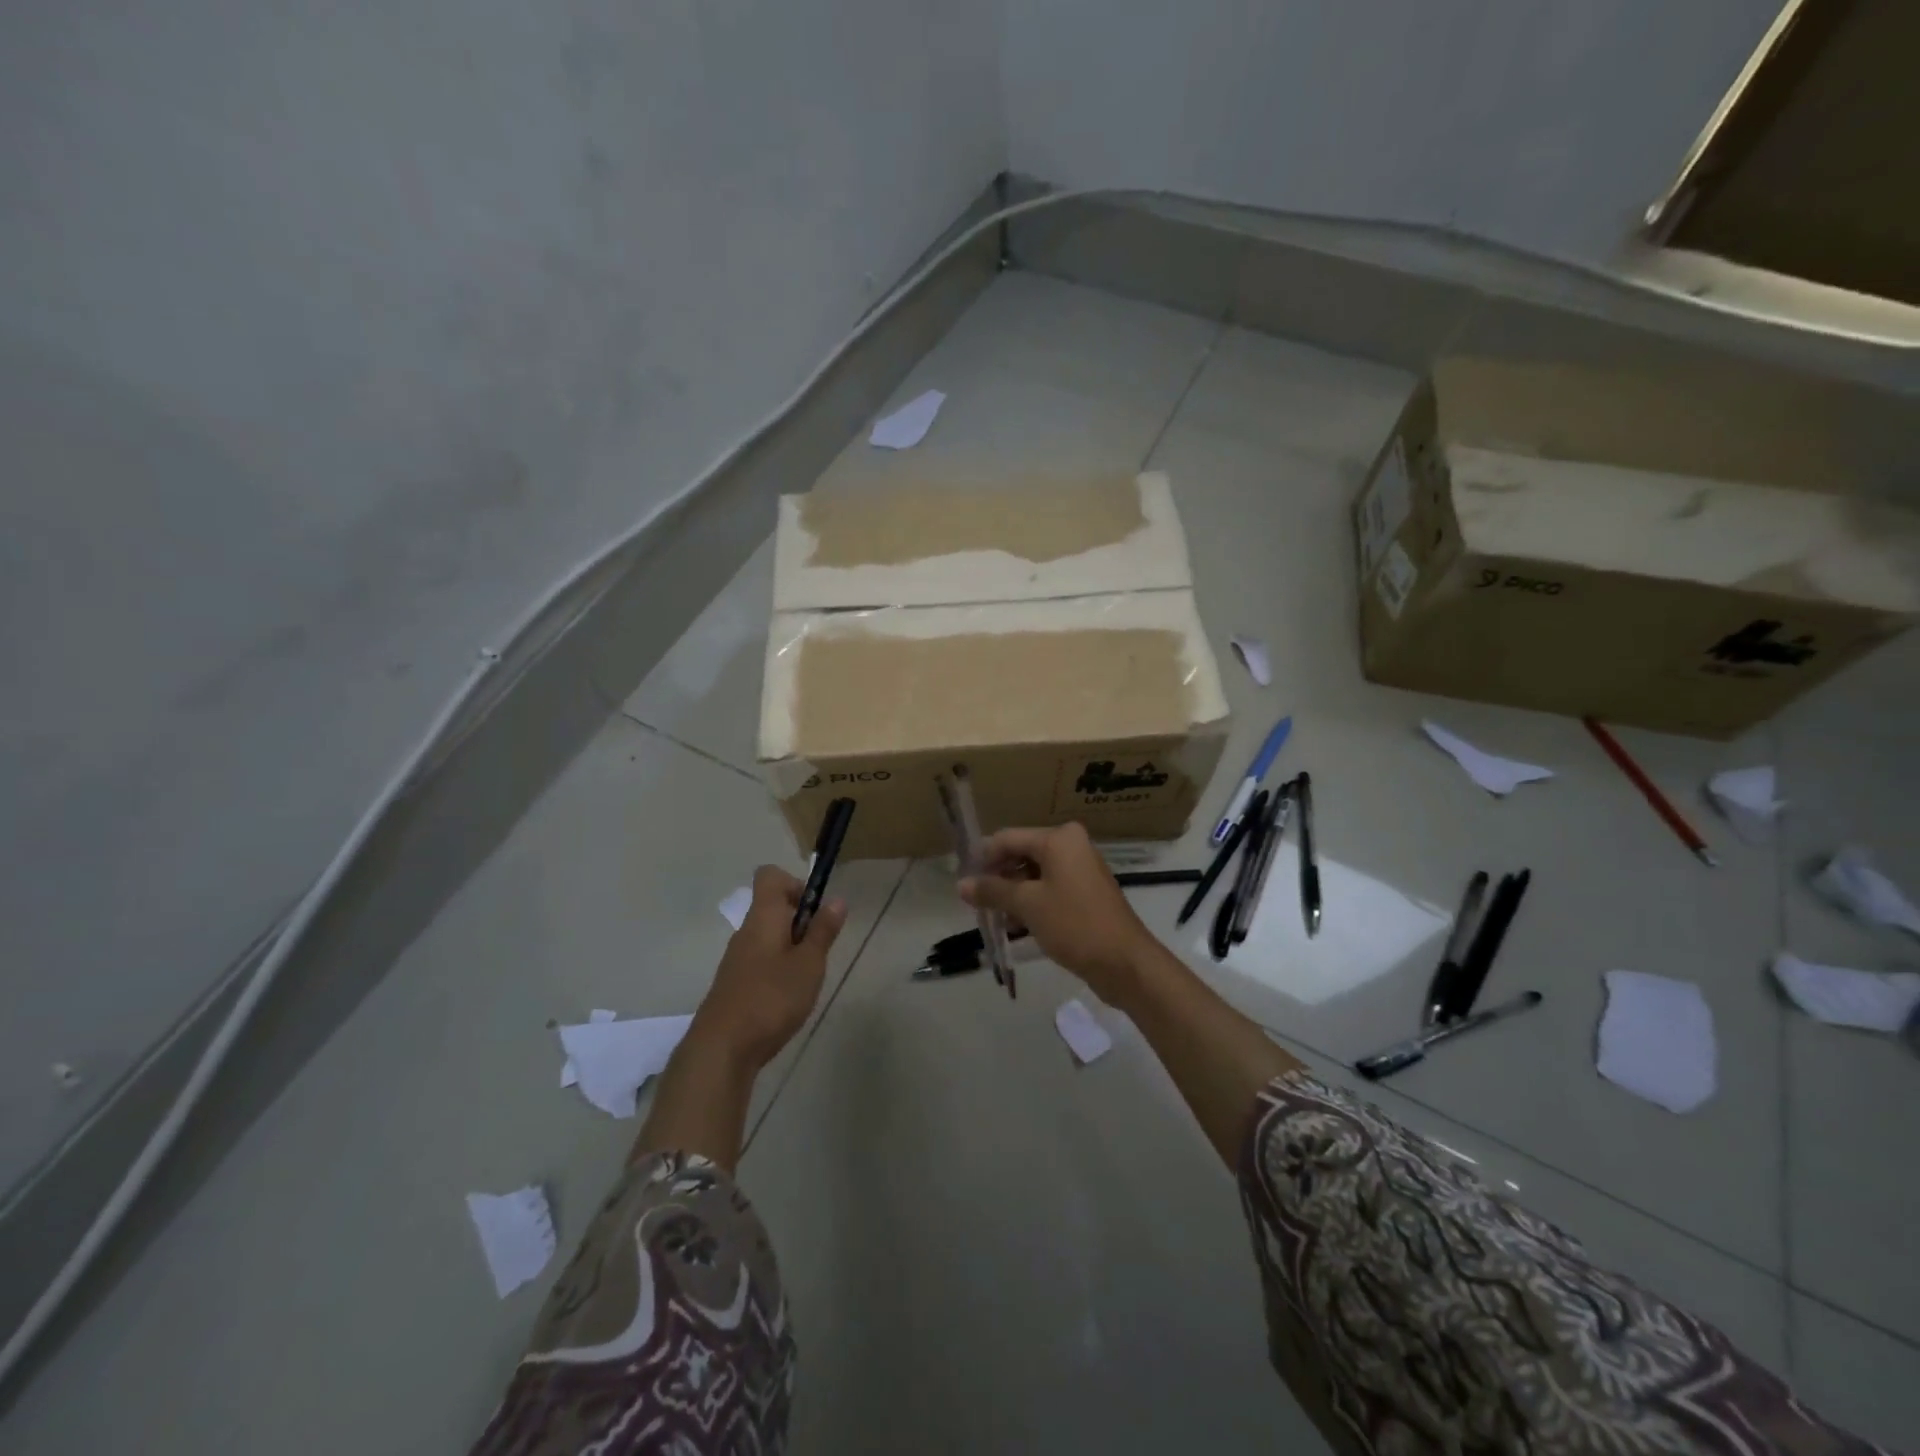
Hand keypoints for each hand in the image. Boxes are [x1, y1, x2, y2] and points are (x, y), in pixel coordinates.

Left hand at [691, 865, 845, 1071]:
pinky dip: (778, 969)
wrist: (721, 1050)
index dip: (796, 884)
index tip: (814, 912)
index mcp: (763, 917)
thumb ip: (823, 931)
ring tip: (806, 979)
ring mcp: (736, 959)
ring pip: (768, 937)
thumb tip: (836, 899)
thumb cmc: (771, 998)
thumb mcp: (809, 964)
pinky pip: (760, 961)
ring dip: (791, 948)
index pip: (770, 876)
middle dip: (801, 922)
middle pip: (772, 908)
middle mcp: (746, 931)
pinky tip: (787, 999)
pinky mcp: (733, 984)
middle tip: (818, 952)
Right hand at [958, 823, 1158, 1006]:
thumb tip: (960, 884)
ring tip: (994, 919)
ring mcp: (1081, 870)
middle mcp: (1071, 846)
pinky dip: (1031, 904)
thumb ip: (992, 891)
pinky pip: (1050, 890)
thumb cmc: (1074, 924)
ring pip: (1034, 875)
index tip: (963, 882)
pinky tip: (1016, 927)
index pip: (1008, 839)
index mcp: (1059, 839)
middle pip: (1021, 855)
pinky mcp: (1085, 894)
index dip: (983, 859)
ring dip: (1013, 895)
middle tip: (976, 903)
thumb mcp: (1027, 905)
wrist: (1125, 963)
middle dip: (998, 879)